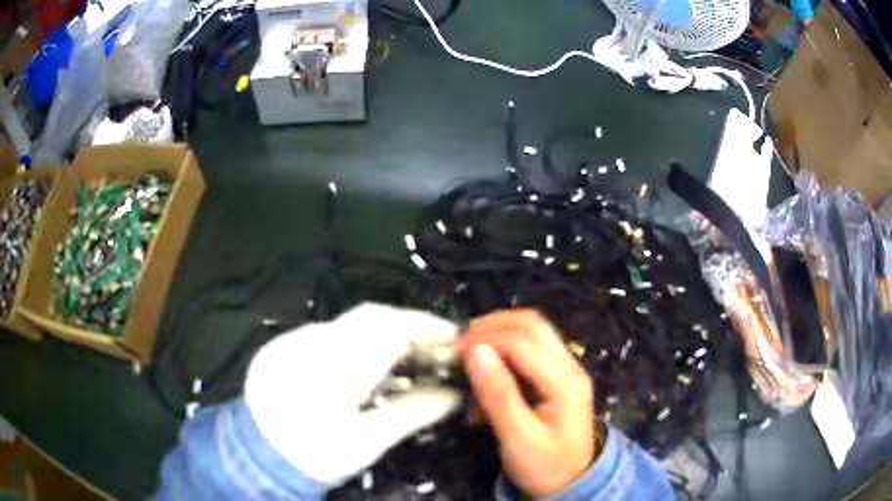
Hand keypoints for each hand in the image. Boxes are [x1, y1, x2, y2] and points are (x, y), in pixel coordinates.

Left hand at [245, 303, 461, 483]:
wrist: (254, 458)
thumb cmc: (313, 454)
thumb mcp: (366, 441)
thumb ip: (413, 412)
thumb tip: (454, 395)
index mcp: (333, 363)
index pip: (389, 327)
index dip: (427, 327)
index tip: (457, 337)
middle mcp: (312, 339)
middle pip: (372, 318)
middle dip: (410, 329)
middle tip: (439, 351)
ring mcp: (295, 340)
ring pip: (353, 326)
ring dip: (387, 338)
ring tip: (412, 363)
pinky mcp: (286, 347)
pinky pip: (333, 336)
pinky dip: (361, 346)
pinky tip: (372, 371)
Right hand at [459, 310, 595, 497]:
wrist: (572, 482)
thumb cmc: (545, 465)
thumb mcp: (518, 437)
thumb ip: (498, 394)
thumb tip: (475, 351)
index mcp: (565, 382)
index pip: (522, 343)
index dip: (486, 340)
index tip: (455, 352)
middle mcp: (570, 367)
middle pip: (532, 325)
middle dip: (493, 326)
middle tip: (462, 344)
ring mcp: (566, 370)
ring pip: (532, 333)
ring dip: (499, 337)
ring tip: (472, 358)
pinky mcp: (557, 378)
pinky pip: (530, 352)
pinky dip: (505, 356)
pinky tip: (489, 377)